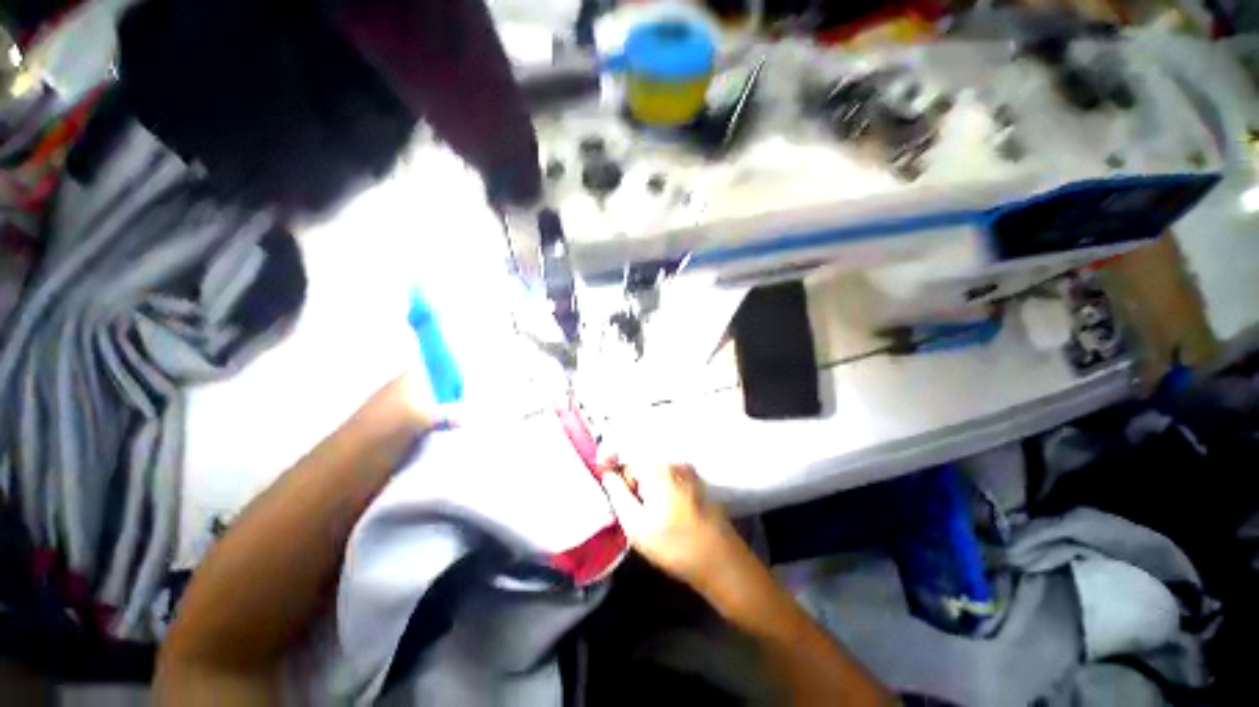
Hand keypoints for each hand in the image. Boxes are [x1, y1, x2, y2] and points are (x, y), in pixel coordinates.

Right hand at [600, 463, 743, 587]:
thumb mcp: (636, 525)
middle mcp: (672, 461)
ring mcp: (687, 470)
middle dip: (630, 478)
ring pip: (654, 468)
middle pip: (640, 460)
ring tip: (647, 513)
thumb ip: (618, 493)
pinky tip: (663, 511)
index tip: (605, 476)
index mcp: (656, 468)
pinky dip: (659, 486)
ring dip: (644, 484)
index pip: (625, 451)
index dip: (611, 460)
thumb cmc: (674, 545)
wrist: (719, 559)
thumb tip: (607, 473)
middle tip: (630, 507)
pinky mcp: (696, 481)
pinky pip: (668, 475)